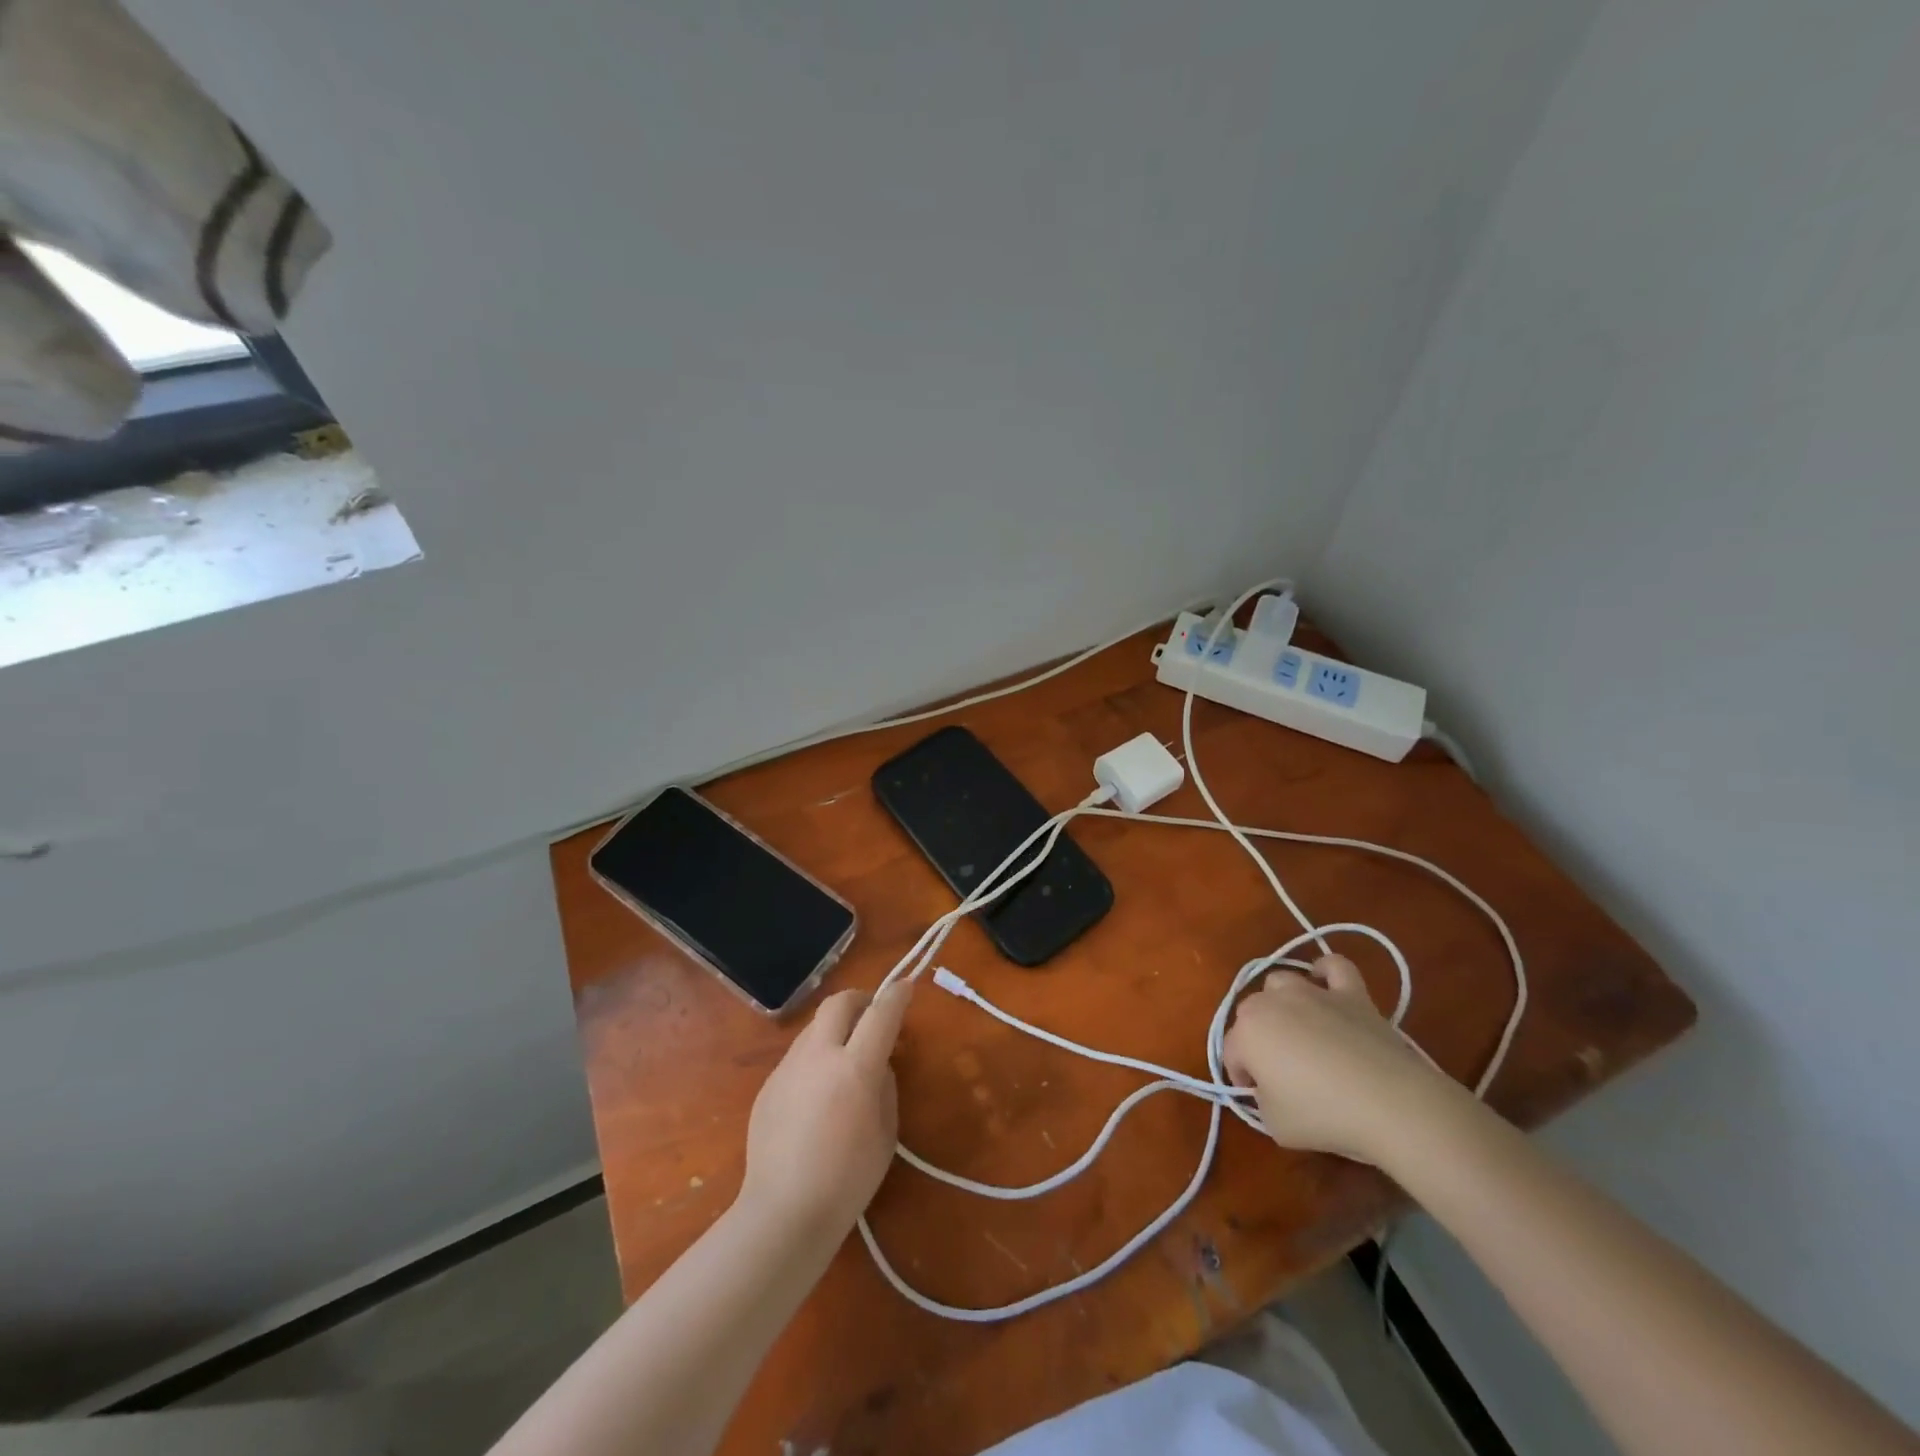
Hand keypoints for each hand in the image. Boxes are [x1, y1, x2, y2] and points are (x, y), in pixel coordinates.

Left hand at [739, 982, 912, 1236]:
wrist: (783, 1211)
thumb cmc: (848, 1179)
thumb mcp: (886, 1133)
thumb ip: (885, 1087)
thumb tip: (877, 1065)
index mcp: (855, 1068)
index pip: (881, 1015)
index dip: (896, 996)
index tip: (905, 986)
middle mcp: (819, 1056)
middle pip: (838, 1003)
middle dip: (859, 999)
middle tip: (872, 1013)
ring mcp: (788, 1068)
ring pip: (814, 1028)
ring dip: (835, 1029)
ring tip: (844, 1057)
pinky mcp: (768, 1085)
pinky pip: (798, 1057)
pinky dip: (815, 1058)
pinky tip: (817, 1094)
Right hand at [1222, 954, 1446, 1164]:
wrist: (1390, 1103)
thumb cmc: (1324, 1114)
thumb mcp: (1275, 1124)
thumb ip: (1261, 1100)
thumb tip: (1269, 1089)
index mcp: (1247, 1032)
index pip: (1231, 1052)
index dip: (1242, 1077)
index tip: (1259, 1097)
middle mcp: (1272, 1002)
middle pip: (1251, 1013)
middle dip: (1257, 1039)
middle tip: (1279, 1071)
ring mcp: (1313, 992)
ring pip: (1281, 982)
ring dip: (1281, 1002)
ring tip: (1299, 1030)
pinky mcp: (1350, 993)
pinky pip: (1334, 967)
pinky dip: (1327, 970)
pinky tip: (1326, 983)